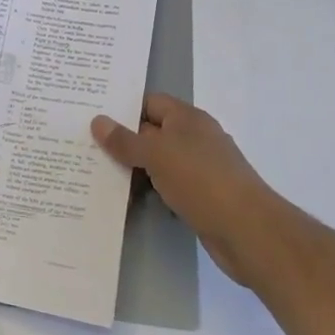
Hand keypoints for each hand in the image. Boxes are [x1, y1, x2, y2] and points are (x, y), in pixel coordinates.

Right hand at [91, 94, 298, 286]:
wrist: (248, 231)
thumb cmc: (201, 181)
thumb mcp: (156, 155)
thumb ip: (125, 140)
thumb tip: (98, 121)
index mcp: (187, 119)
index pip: (149, 102)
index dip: (122, 108)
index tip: (92, 117)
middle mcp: (195, 139)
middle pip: (152, 132)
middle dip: (123, 141)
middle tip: (86, 147)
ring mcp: (200, 169)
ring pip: (158, 162)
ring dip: (134, 169)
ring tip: (98, 174)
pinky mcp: (201, 197)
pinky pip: (167, 186)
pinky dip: (149, 191)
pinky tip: (127, 200)